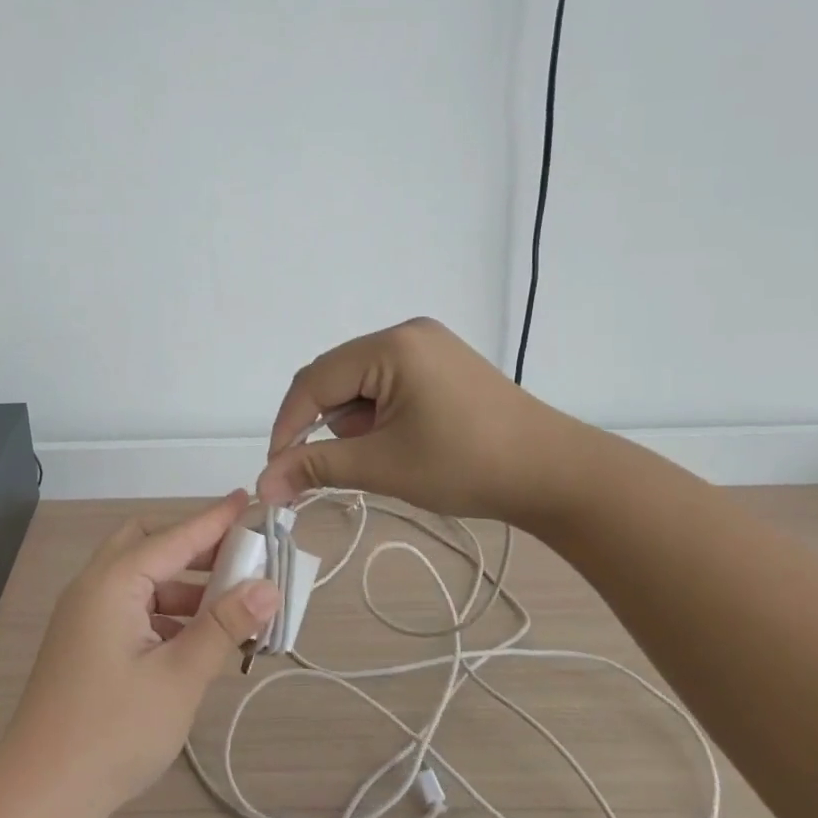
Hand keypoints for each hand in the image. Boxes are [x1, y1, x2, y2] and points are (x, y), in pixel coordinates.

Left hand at [0, 491, 280, 817]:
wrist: (41, 797)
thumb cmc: (113, 731)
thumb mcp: (179, 677)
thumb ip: (223, 626)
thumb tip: (268, 587)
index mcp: (113, 583)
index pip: (174, 537)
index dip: (215, 520)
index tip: (249, 500)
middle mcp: (94, 587)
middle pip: (148, 544)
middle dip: (195, 547)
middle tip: (239, 560)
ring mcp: (86, 616)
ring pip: (141, 579)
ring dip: (184, 584)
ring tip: (232, 607)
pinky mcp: (86, 643)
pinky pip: (132, 607)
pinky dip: (166, 611)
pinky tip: (198, 638)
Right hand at [256, 317, 589, 524]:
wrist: (554, 473)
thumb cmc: (466, 466)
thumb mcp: (383, 466)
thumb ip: (316, 467)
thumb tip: (262, 484)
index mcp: (390, 346)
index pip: (314, 381)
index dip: (289, 425)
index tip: (278, 470)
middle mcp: (407, 333)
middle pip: (336, 377)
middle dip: (327, 424)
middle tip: (335, 468)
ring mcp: (429, 345)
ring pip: (361, 382)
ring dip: (356, 421)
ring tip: (387, 457)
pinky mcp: (443, 362)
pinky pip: (389, 382)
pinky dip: (380, 414)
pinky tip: (403, 441)